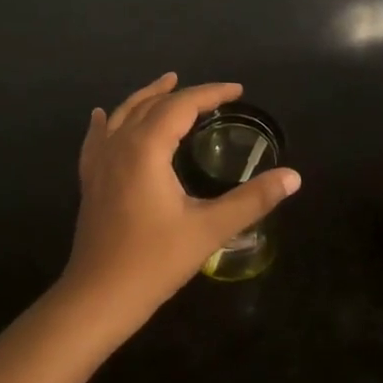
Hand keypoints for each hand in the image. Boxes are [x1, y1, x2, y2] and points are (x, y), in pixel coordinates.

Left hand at [62, 73, 301, 333]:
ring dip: (146, 97)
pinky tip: (102, 115)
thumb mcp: (209, 229)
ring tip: (165, 84)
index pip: (181, 106)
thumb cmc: (154, 262)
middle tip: (212, 93)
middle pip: (151, 105)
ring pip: (122, 115)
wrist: (97, 297)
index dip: (210, 93)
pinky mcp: (90, 181)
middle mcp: (119, 145)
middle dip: (182, 93)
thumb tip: (293, 177)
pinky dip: (107, 121)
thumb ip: (252, 200)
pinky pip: (97, 138)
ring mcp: (99, 162)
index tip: (237, 91)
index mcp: (146, 148)